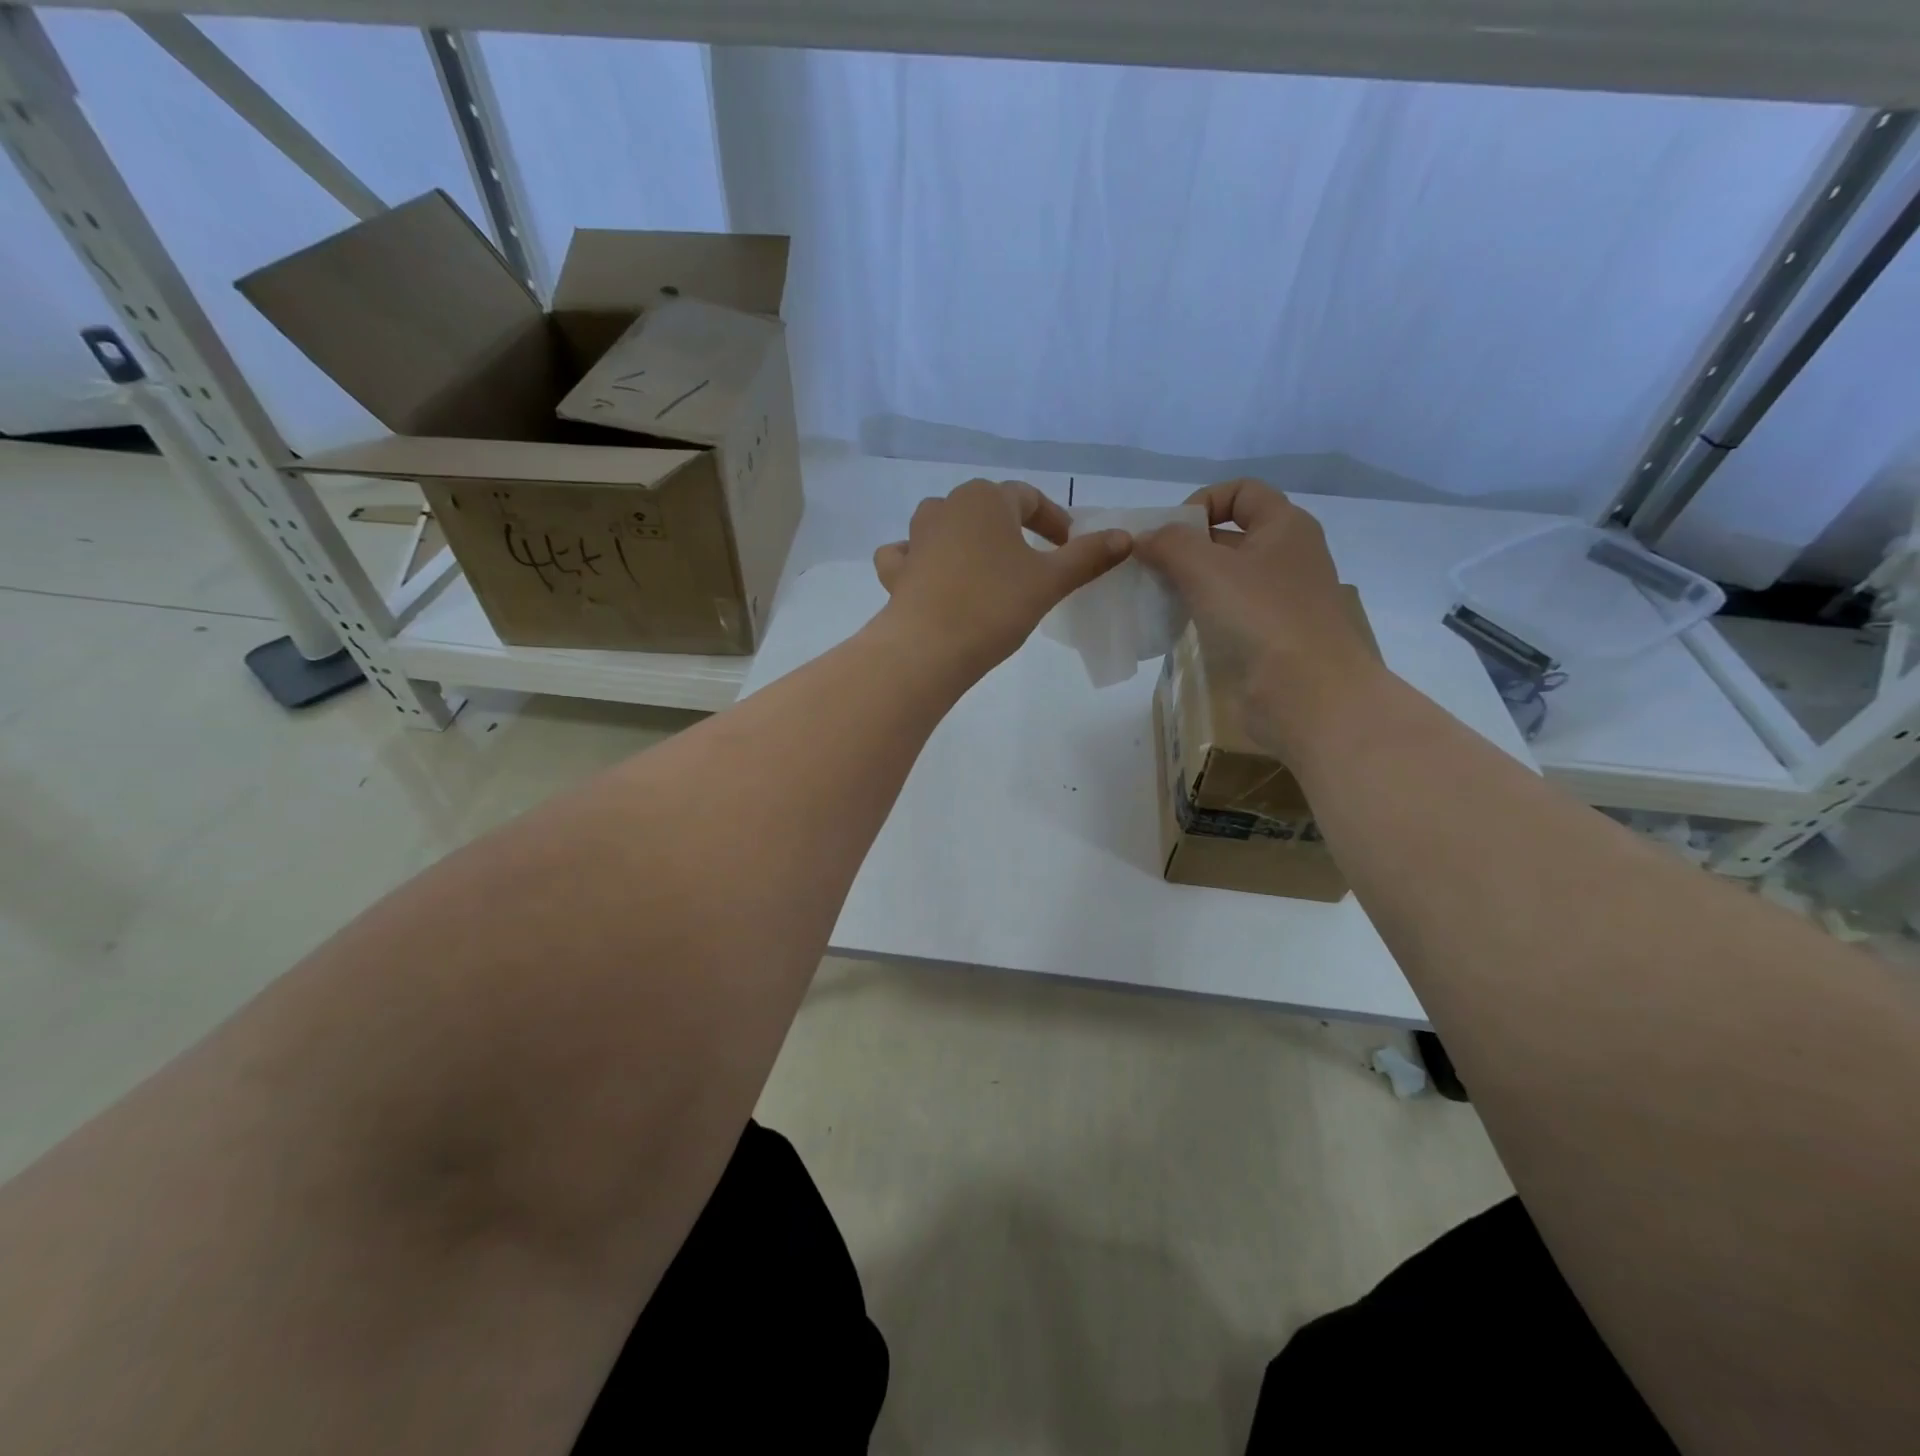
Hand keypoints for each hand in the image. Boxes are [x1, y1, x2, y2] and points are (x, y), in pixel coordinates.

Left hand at [872, 479, 1130, 676]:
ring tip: (986, 569)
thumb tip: (1126, 537)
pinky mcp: (896, 571)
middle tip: (1034, 561)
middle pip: (986, 508)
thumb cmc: (994, 606)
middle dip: (1012, 529)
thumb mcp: (1050, 581)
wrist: (928, 648)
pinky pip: (908, 555)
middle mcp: (946, 507)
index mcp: (985, 498)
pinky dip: (919, 560)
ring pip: (945, 525)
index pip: (1029, 498)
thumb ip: (1088, 556)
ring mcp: (914, 538)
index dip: (1054, 520)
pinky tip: (930, 576)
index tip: (1070, 547)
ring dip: (967, 539)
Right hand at [1133, 478, 1381, 753]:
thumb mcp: (1206, 569)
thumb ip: (1169, 544)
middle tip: (1148, 569)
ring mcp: (1281, 600)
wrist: (1308, 695)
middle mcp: (1287, 556)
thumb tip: (1144, 538)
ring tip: (1155, 598)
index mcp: (1285, 526)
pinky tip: (1176, 628)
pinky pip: (1229, 613)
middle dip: (1186, 546)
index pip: (1241, 491)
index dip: (1201, 501)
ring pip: (1226, 578)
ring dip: (1189, 583)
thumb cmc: (1260, 618)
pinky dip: (1201, 613)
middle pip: (1230, 534)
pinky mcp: (1270, 637)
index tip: (1168, 534)